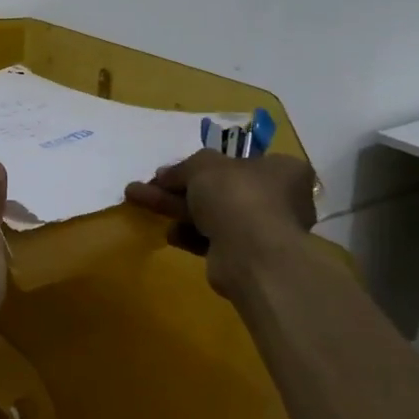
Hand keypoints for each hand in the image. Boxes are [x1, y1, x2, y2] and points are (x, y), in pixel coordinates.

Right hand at [125, 150, 322, 293]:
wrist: (251, 254)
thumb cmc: (237, 196)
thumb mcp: (204, 166)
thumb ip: (183, 168)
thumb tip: (164, 175)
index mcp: (282, 171)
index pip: (241, 161)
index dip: (205, 164)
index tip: (176, 169)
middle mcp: (278, 200)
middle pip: (219, 189)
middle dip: (178, 187)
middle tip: (148, 184)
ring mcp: (262, 231)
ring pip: (211, 214)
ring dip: (174, 208)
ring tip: (137, 200)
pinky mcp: (245, 257)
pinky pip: (212, 240)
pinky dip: (189, 235)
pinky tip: (169, 233)